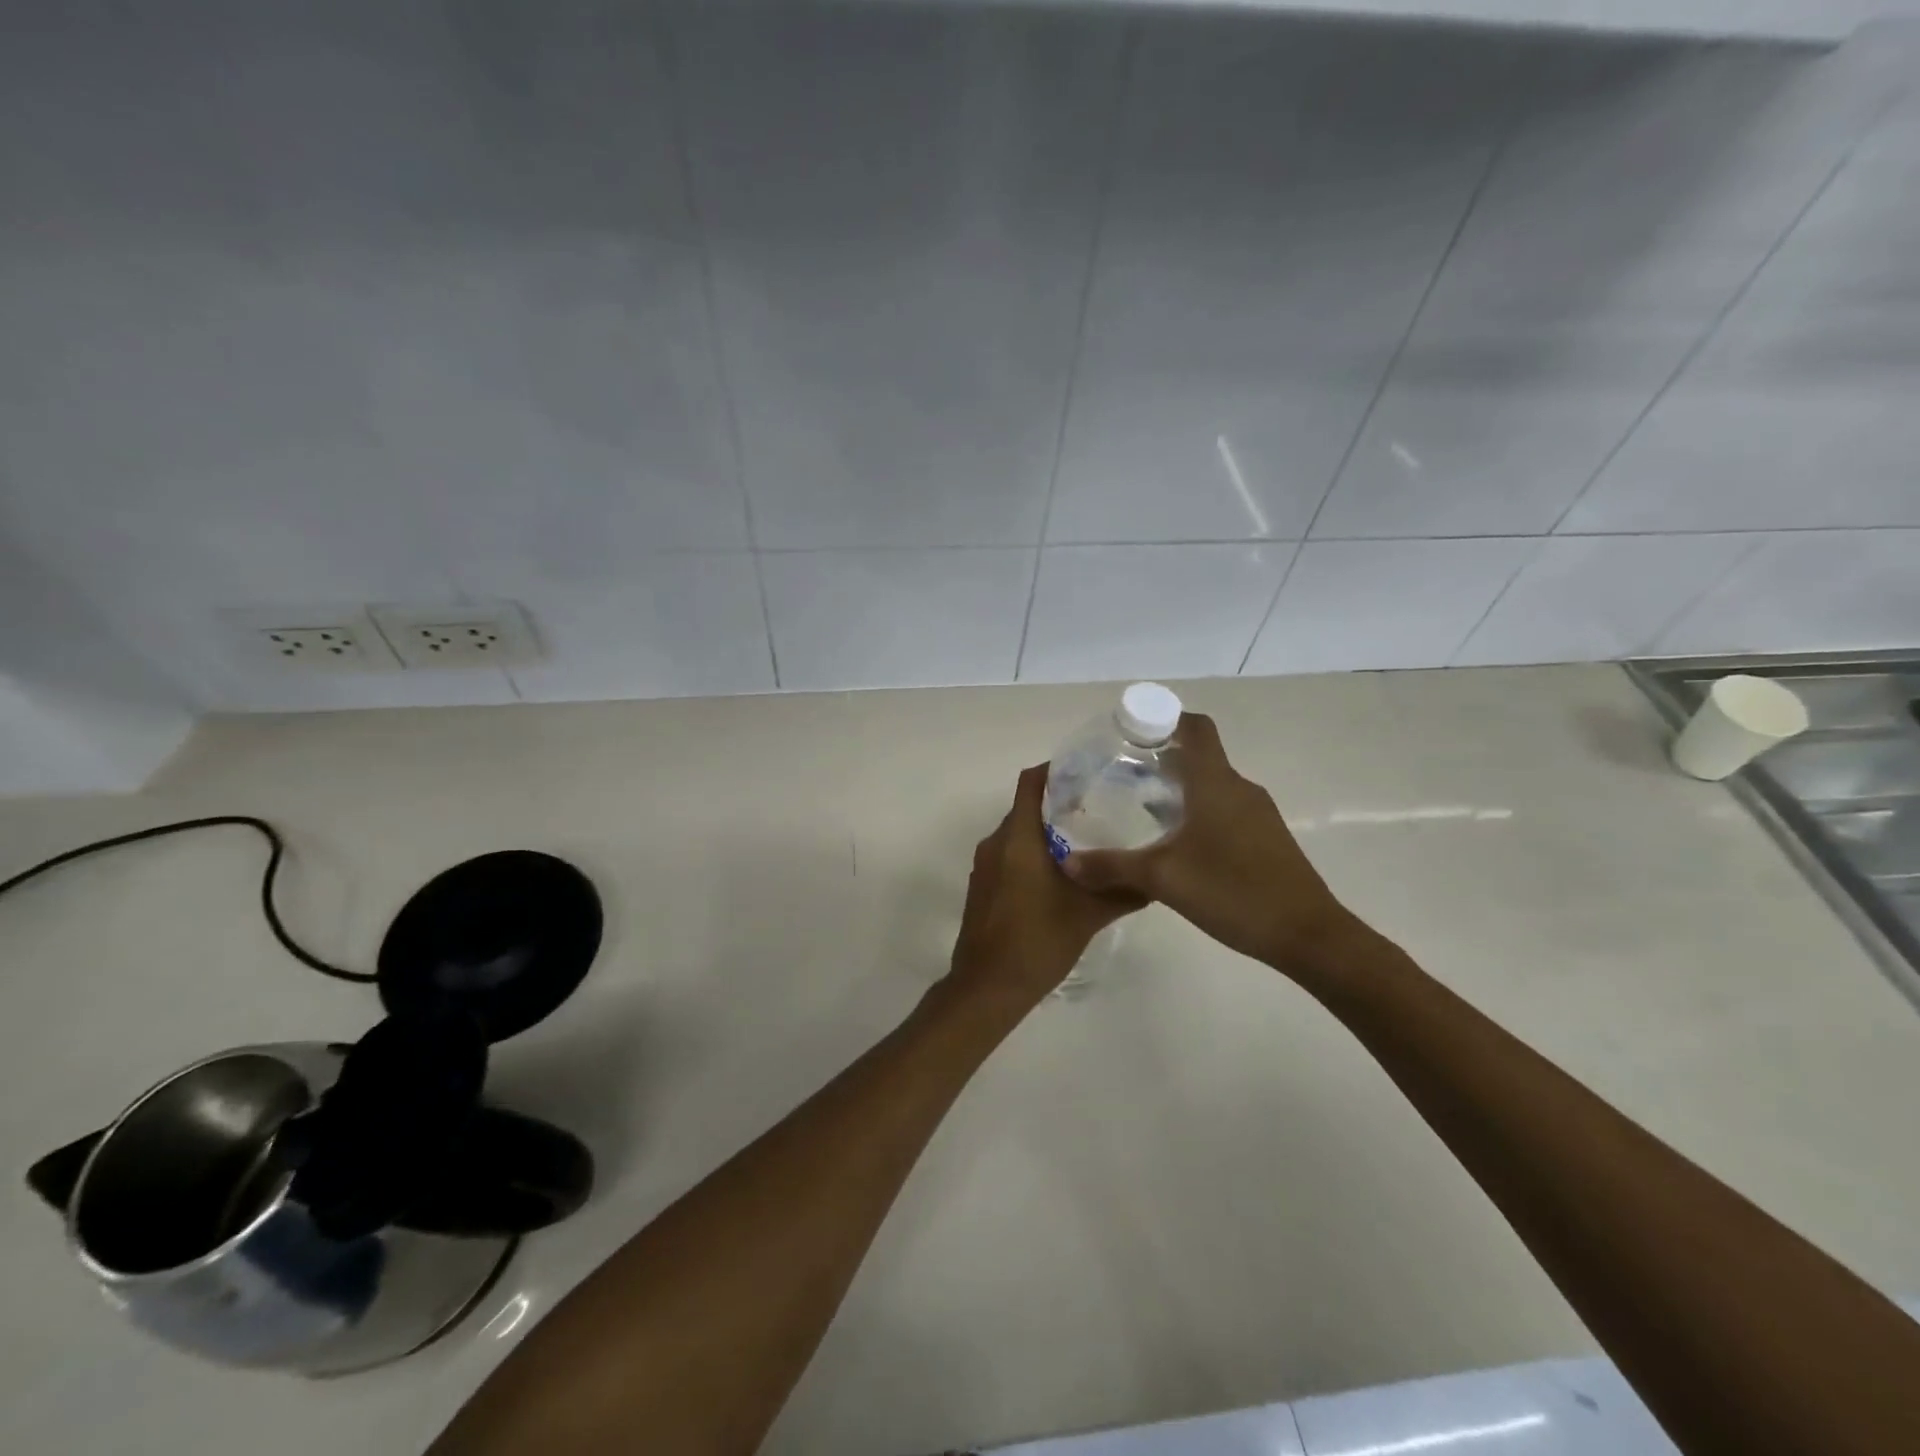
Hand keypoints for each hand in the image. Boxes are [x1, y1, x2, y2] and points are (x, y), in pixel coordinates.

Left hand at [947, 764, 1140, 1010]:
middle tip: (1100, 808)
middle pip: (1026, 807)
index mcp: (1018, 838)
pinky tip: (1062, 874)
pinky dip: (1033, 854)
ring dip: (1047, 831)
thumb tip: (1158, 878)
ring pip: (1018, 833)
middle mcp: (996, 843)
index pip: (1031, 783)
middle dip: (1059, 803)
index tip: (1087, 772)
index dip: (1055, 770)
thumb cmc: (1036, 941)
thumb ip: (1123, 892)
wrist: (987, 987)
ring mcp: (985, 866)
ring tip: (1087, 841)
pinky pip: (1009, 855)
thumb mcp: (1088, 915)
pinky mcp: (983, 886)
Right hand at [1060, 713, 1353, 975]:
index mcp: (1216, 783)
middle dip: (1162, 760)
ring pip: (1212, 787)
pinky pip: (1226, 810)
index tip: (1132, 733)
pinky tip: (1176, 845)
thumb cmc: (1232, 891)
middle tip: (1121, 776)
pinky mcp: (1266, 839)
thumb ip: (1112, 867)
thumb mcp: (1162, 879)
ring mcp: (1258, 814)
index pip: (1196, 728)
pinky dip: (1199, 813)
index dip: (1165, 719)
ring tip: (1140, 811)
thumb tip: (1067, 862)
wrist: (1307, 935)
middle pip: (1200, 757)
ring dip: (1180, 790)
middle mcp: (1239, 789)